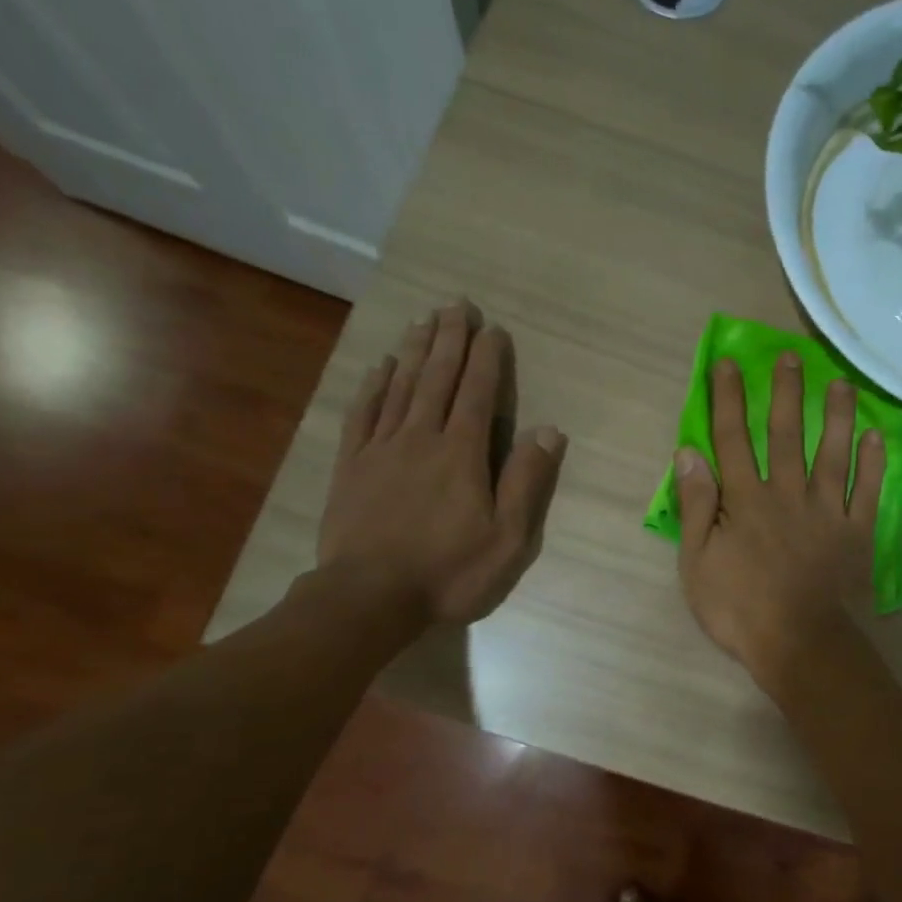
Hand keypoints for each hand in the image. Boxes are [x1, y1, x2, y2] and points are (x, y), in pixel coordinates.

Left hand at [317, 300, 564, 624]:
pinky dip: (373, 386)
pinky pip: (363, 414)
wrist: (370, 597)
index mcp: (462, 453)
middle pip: (437, 378)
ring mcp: (381, 449)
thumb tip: (549, 430)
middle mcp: (421, 437)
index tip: (492, 328)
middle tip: (457, 305)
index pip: (477, 393)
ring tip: (424, 321)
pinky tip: (380, 367)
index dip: (487, 358)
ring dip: (415, 351)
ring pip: (400, 387)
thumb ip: (527, 481)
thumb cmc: (449, 572)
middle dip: (450, 339)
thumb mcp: (508, 537)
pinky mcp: (351, 466)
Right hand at [675, 352, 885, 696]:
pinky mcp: (856, 532)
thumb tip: (688, 453)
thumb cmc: (739, 608)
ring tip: (840, 382)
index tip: (727, 364)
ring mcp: (827, 510)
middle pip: (785, 433)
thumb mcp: (696, 562)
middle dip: (785, 392)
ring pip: (832, 452)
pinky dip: (874, 462)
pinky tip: (877, 435)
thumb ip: (695, 506)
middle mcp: (787, 492)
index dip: (728, 399)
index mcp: (745, 499)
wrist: (799, 643)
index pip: (732, 438)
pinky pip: (868, 490)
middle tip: (791, 357)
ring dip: (836, 414)